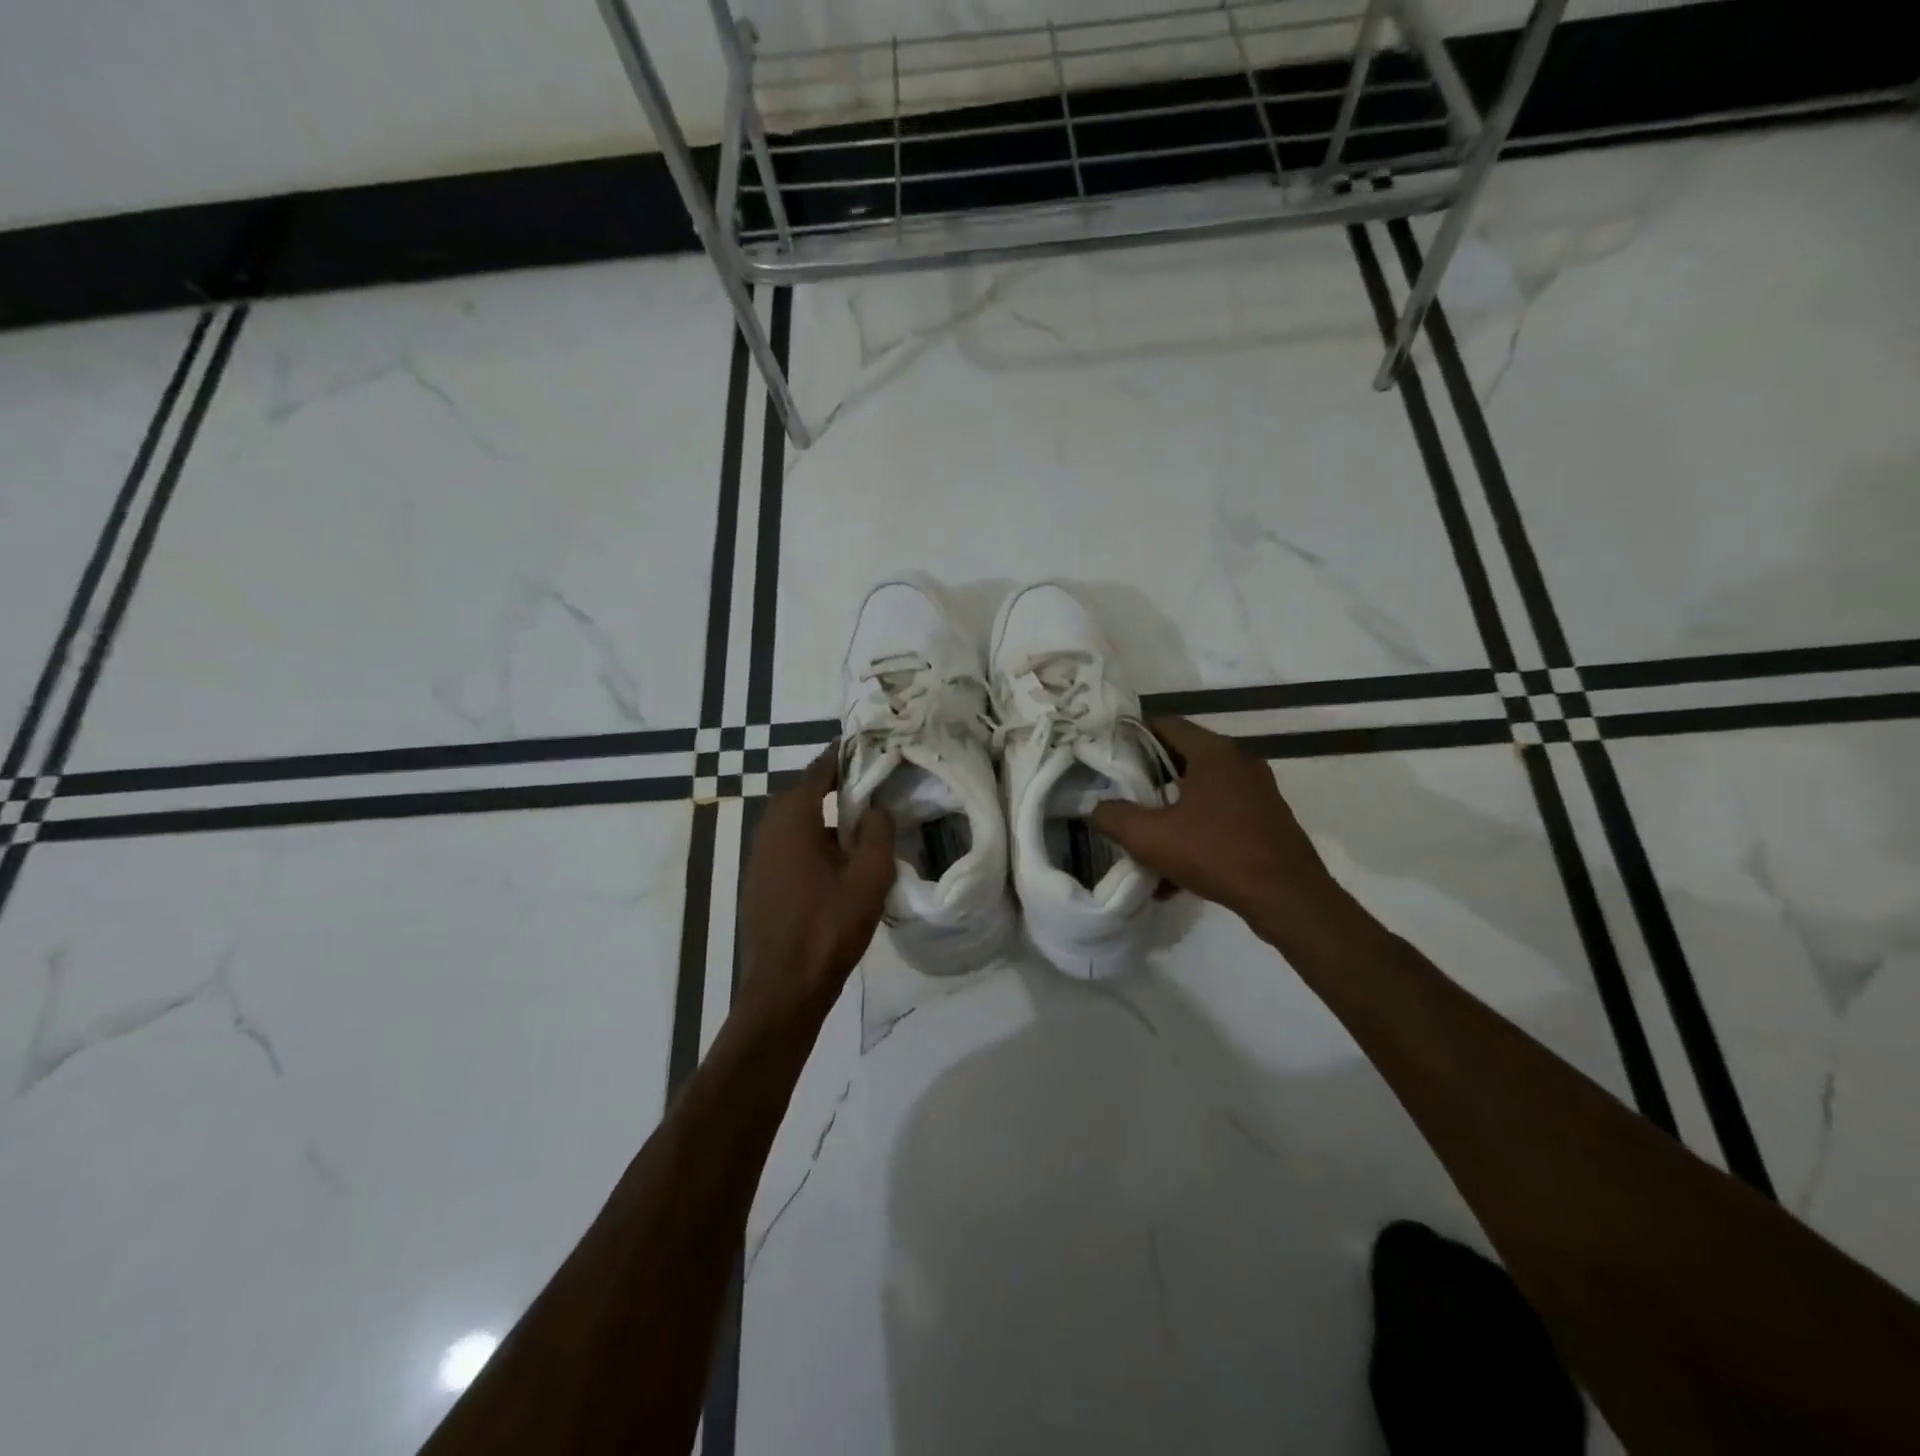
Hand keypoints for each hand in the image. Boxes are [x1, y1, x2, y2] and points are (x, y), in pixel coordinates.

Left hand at [738, 748, 895, 1017]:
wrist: (785, 987)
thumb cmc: (829, 926)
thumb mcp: (870, 876)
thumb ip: (878, 831)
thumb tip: (876, 807)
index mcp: (793, 817)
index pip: (820, 767)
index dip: (847, 755)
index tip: (874, 748)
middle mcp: (769, 827)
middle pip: (807, 791)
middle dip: (840, 784)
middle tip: (877, 785)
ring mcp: (760, 855)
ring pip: (799, 820)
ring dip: (828, 815)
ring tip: (865, 822)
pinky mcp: (761, 879)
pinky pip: (791, 844)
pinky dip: (815, 839)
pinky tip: (840, 860)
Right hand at [1092, 717, 1338, 929]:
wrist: (1288, 898)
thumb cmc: (1216, 853)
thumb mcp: (1150, 837)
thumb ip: (1114, 817)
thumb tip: (1096, 809)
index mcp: (1214, 752)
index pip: (1165, 725)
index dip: (1133, 737)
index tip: (1110, 758)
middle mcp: (1239, 762)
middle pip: (1182, 759)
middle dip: (1149, 781)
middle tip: (1122, 799)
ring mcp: (1257, 792)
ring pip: (1201, 793)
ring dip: (1171, 813)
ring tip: (1146, 841)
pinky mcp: (1267, 821)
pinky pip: (1220, 818)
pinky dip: (1195, 834)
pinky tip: (1175, 875)